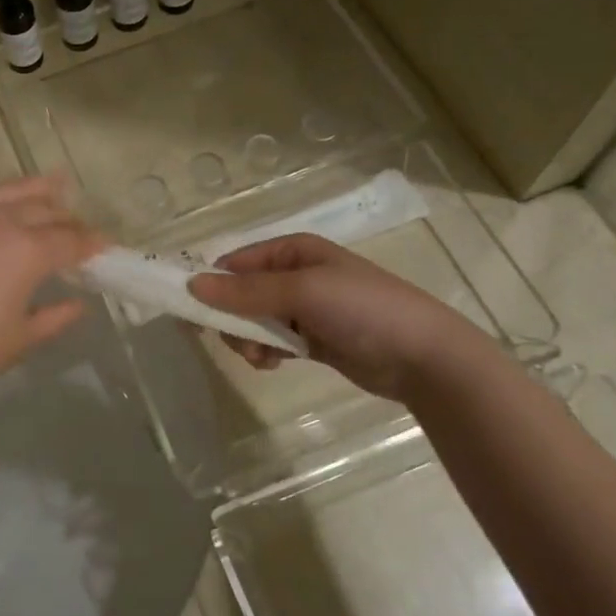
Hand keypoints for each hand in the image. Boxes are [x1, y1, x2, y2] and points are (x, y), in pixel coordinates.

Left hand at [0, 145, 105, 409]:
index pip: (70, 241)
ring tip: (55, 182)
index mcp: (26, 252)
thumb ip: (56, 317)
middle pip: (44, 212)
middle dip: (68, 219)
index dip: (92, 244)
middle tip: (79, 229)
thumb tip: (79, 303)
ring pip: (7, 191)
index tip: (105, 247)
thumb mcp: (21, 340)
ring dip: (35, 187)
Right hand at [190, 234, 496, 401]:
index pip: (235, 262)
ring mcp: (305, 309)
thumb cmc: (362, 309)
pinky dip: (267, 352)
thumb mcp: (301, 292)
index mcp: (292, 250)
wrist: (424, 357)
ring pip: (254, 320)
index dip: (211, 284)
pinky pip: (274, 341)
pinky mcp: (314, 339)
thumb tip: (190, 284)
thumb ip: (246, 291)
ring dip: (249, 340)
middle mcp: (295, 274)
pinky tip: (275, 366)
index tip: (191, 313)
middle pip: (241, 293)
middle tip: (239, 343)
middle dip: (232, 319)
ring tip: (263, 360)